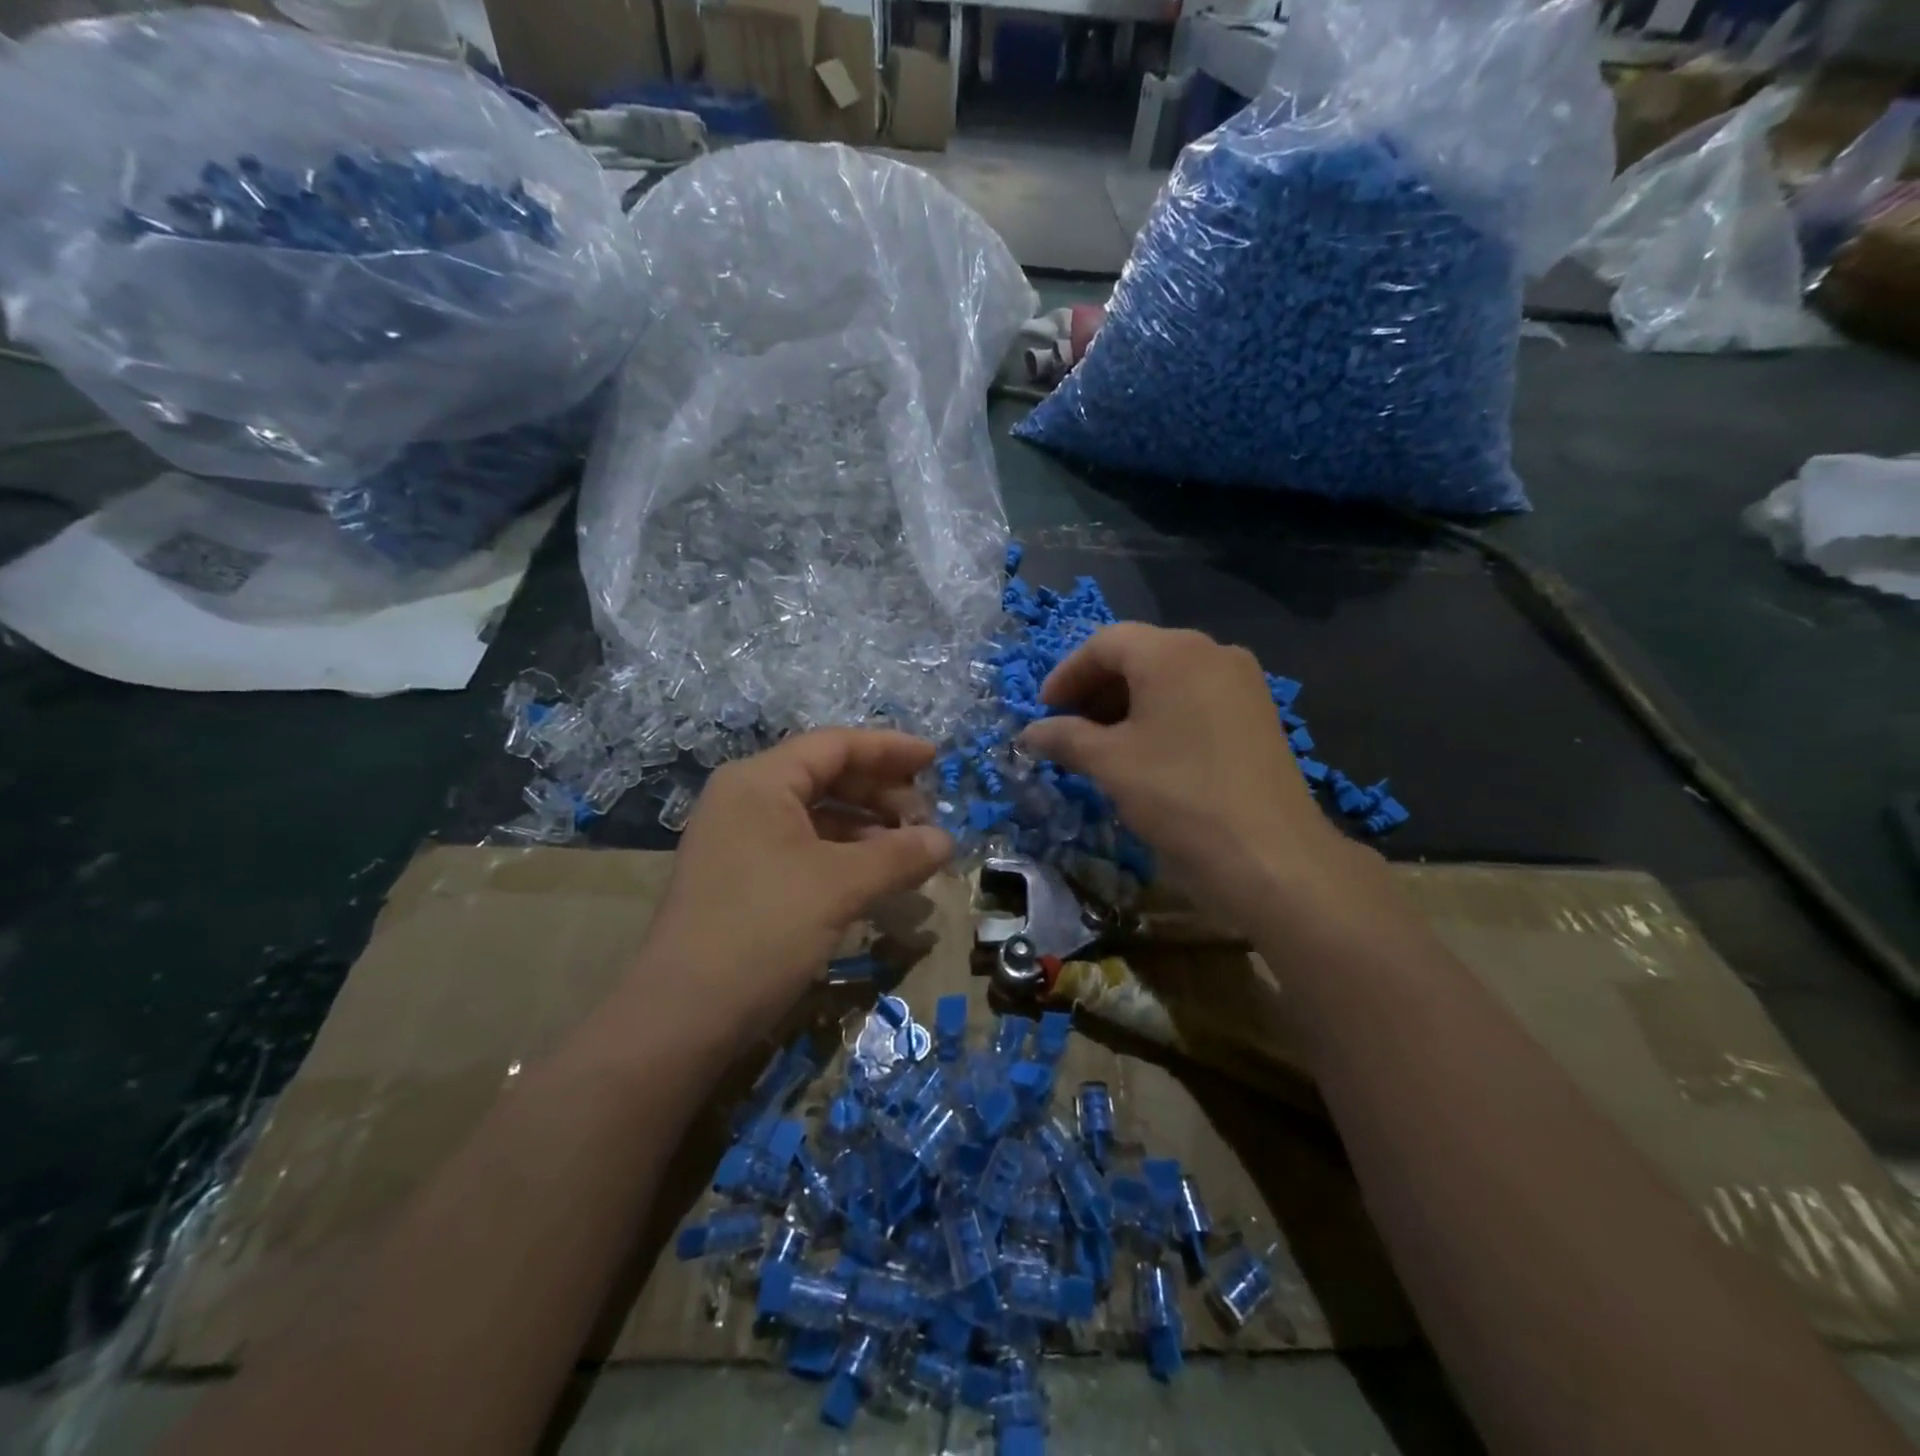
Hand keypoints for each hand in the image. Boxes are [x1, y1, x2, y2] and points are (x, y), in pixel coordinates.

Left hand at [637, 729, 952, 1039]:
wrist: (681, 1018)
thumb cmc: (763, 930)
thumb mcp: (840, 886)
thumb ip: (898, 855)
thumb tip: (946, 841)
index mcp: (760, 782)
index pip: (835, 745)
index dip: (889, 749)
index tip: (936, 759)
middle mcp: (745, 799)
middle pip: (825, 776)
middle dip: (880, 791)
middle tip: (926, 815)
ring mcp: (739, 840)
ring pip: (816, 815)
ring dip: (866, 827)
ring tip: (910, 849)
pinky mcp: (741, 877)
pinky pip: (803, 847)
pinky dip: (843, 855)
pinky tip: (875, 876)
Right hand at [1020, 624, 1379, 931]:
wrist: (1269, 853)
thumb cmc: (1178, 795)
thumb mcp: (1109, 763)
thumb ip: (1064, 738)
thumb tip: (1029, 733)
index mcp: (1172, 651)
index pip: (1104, 643)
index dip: (1066, 674)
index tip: (1043, 711)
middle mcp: (1211, 652)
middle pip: (1139, 655)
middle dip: (1096, 688)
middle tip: (1068, 728)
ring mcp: (1242, 681)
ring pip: (1169, 677)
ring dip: (1127, 703)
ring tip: (1102, 744)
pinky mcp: (1258, 713)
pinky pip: (1196, 698)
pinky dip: (1162, 714)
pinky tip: (1147, 752)